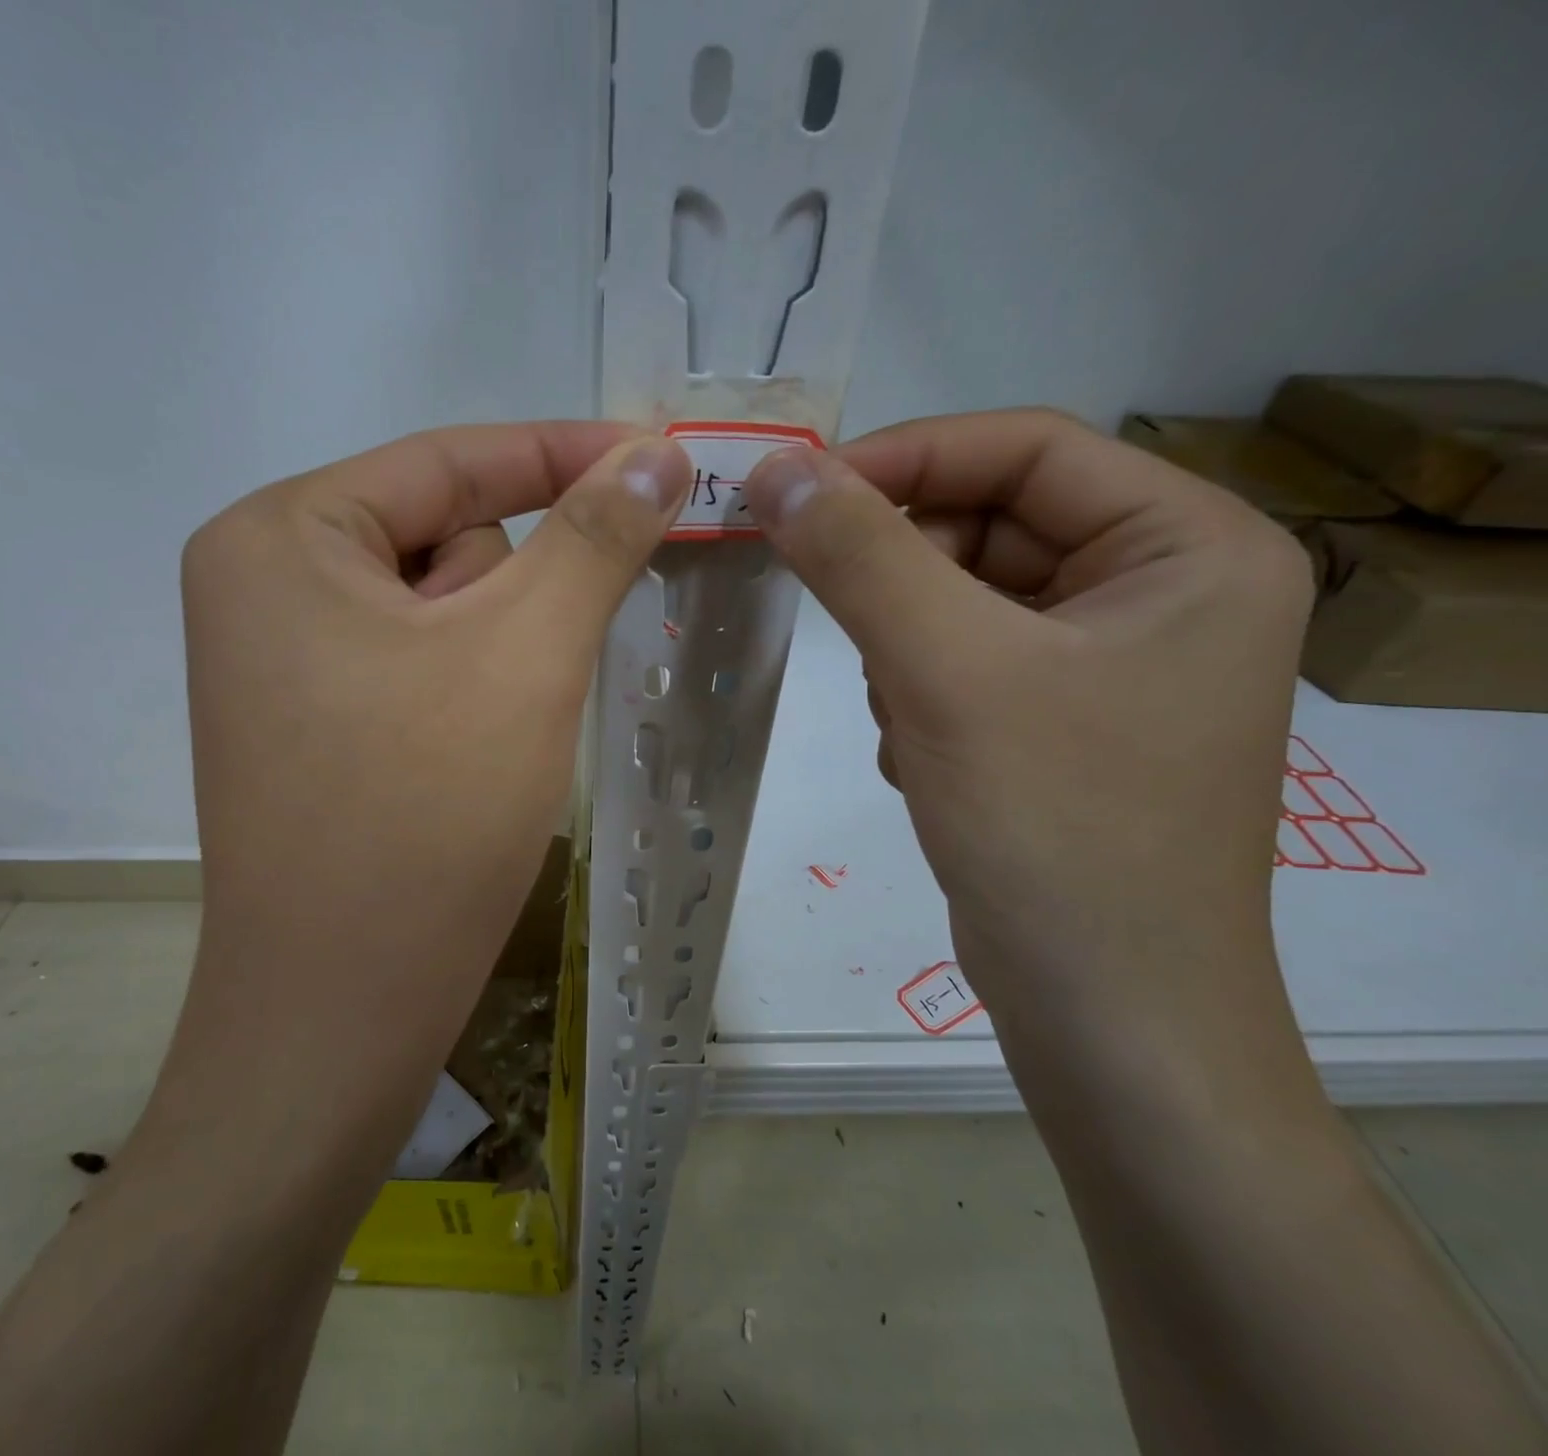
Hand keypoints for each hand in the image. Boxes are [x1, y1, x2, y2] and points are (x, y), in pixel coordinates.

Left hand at [155, 423, 690, 1174]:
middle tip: (535, 670)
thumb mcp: (524, 652)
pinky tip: (475, 756)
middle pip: (444, 539)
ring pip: (441, 609)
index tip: (658, 455)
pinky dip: (474, 689)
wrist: (343, 1009)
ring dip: (498, 651)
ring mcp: (283, 662)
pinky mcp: (314, 725)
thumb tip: (655, 453)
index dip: (563, 452)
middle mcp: (262, 584)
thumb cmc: (425, 812)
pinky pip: (422, 665)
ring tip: (499, 734)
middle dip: (515, 592)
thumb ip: (594, 536)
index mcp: (280, 536)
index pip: (449, 460)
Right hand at [743, 410, 1315, 1098]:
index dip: (905, 457)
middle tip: (836, 618)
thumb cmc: (1054, 829)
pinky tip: (926, 758)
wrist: (1105, 1015)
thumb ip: (859, 556)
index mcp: (1190, 546)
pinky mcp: (1061, 721)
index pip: (1027, 450)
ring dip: (906, 645)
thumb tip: (774, 469)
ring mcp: (1111, 662)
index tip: (795, 491)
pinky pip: (964, 661)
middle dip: (903, 575)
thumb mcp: (946, 672)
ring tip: (905, 718)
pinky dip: (920, 691)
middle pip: (992, 526)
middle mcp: (1163, 591)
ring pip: (964, 599)